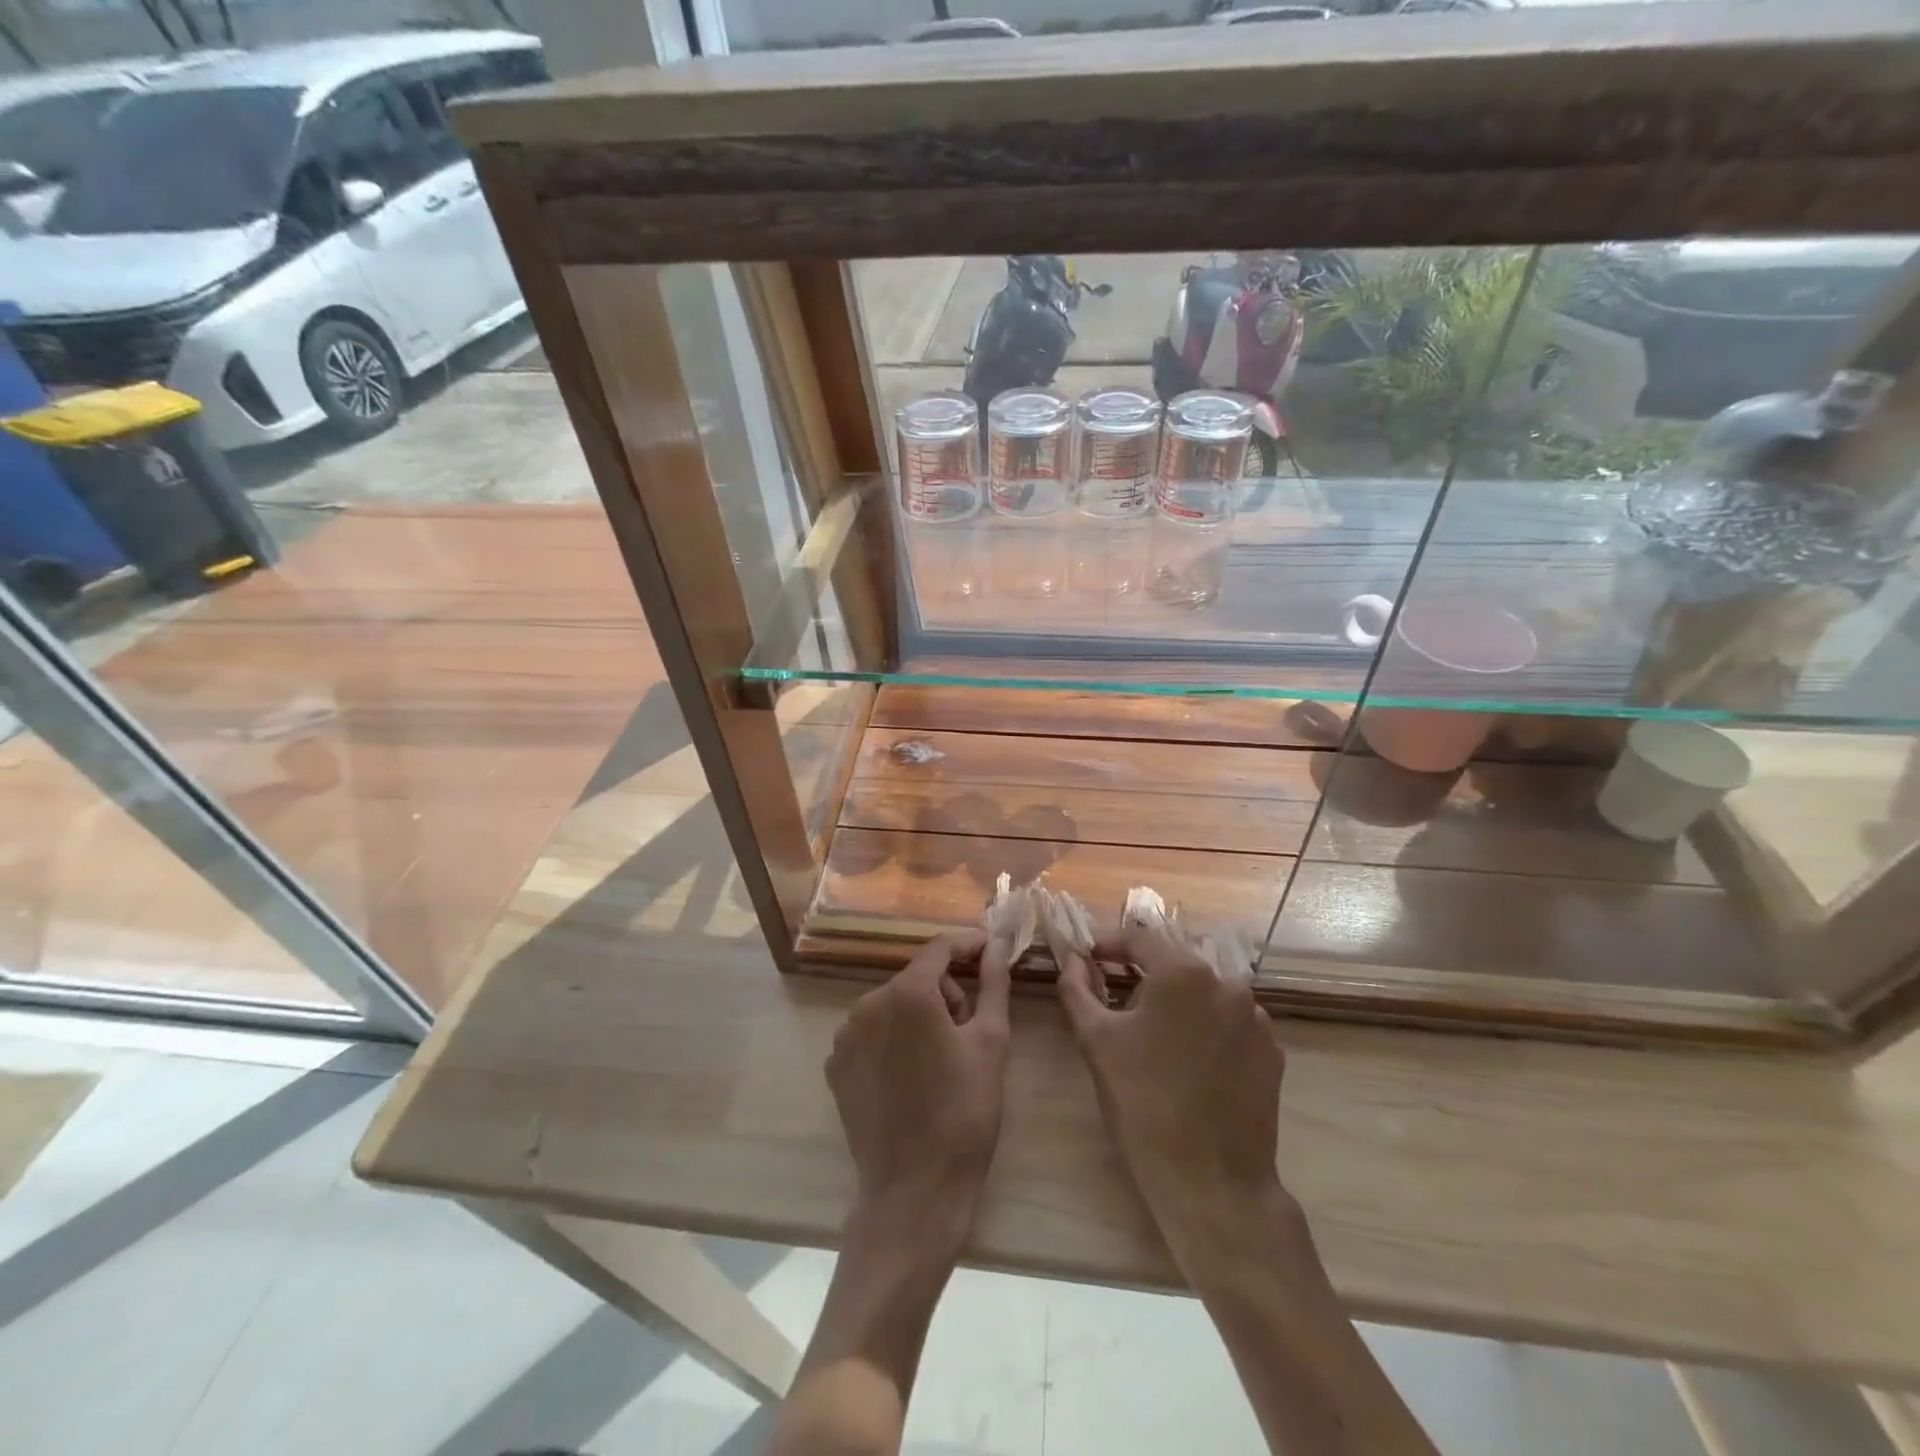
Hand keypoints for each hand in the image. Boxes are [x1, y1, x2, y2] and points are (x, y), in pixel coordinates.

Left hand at [827, 931, 1012, 1242]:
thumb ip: (993, 983)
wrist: (914, 1190)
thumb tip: (997, 944)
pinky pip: (872, 1033)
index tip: (991, 951)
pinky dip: (894, 1041)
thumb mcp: (991, 1042)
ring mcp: (846, 1036)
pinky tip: (911, 1078)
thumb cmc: (964, 1112)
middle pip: (917, 978)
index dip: (969, 946)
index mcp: (908, 993)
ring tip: (942, 1062)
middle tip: (969, 1034)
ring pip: (894, 1005)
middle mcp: (869, 1004)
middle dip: (947, 994)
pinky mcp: (836, 1065)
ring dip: (920, 1017)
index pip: (940, 948)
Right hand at [1053, 925, 1290, 1264]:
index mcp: (1184, 972)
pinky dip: (1204, 1028)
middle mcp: (1227, 983)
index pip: (1138, 938)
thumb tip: (1071, 959)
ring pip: (1203, 993)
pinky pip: (1228, 1023)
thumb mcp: (1097, 1041)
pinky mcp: (1271, 1052)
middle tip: (1112, 999)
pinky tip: (1187, 1062)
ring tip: (1151, 1037)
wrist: (1212, 1183)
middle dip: (1141, 974)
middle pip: (1173, 963)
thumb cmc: (1143, 1104)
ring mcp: (1256, 1018)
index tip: (1086, 959)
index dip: (1108, 946)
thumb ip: (1078, 989)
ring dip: (1175, 1002)